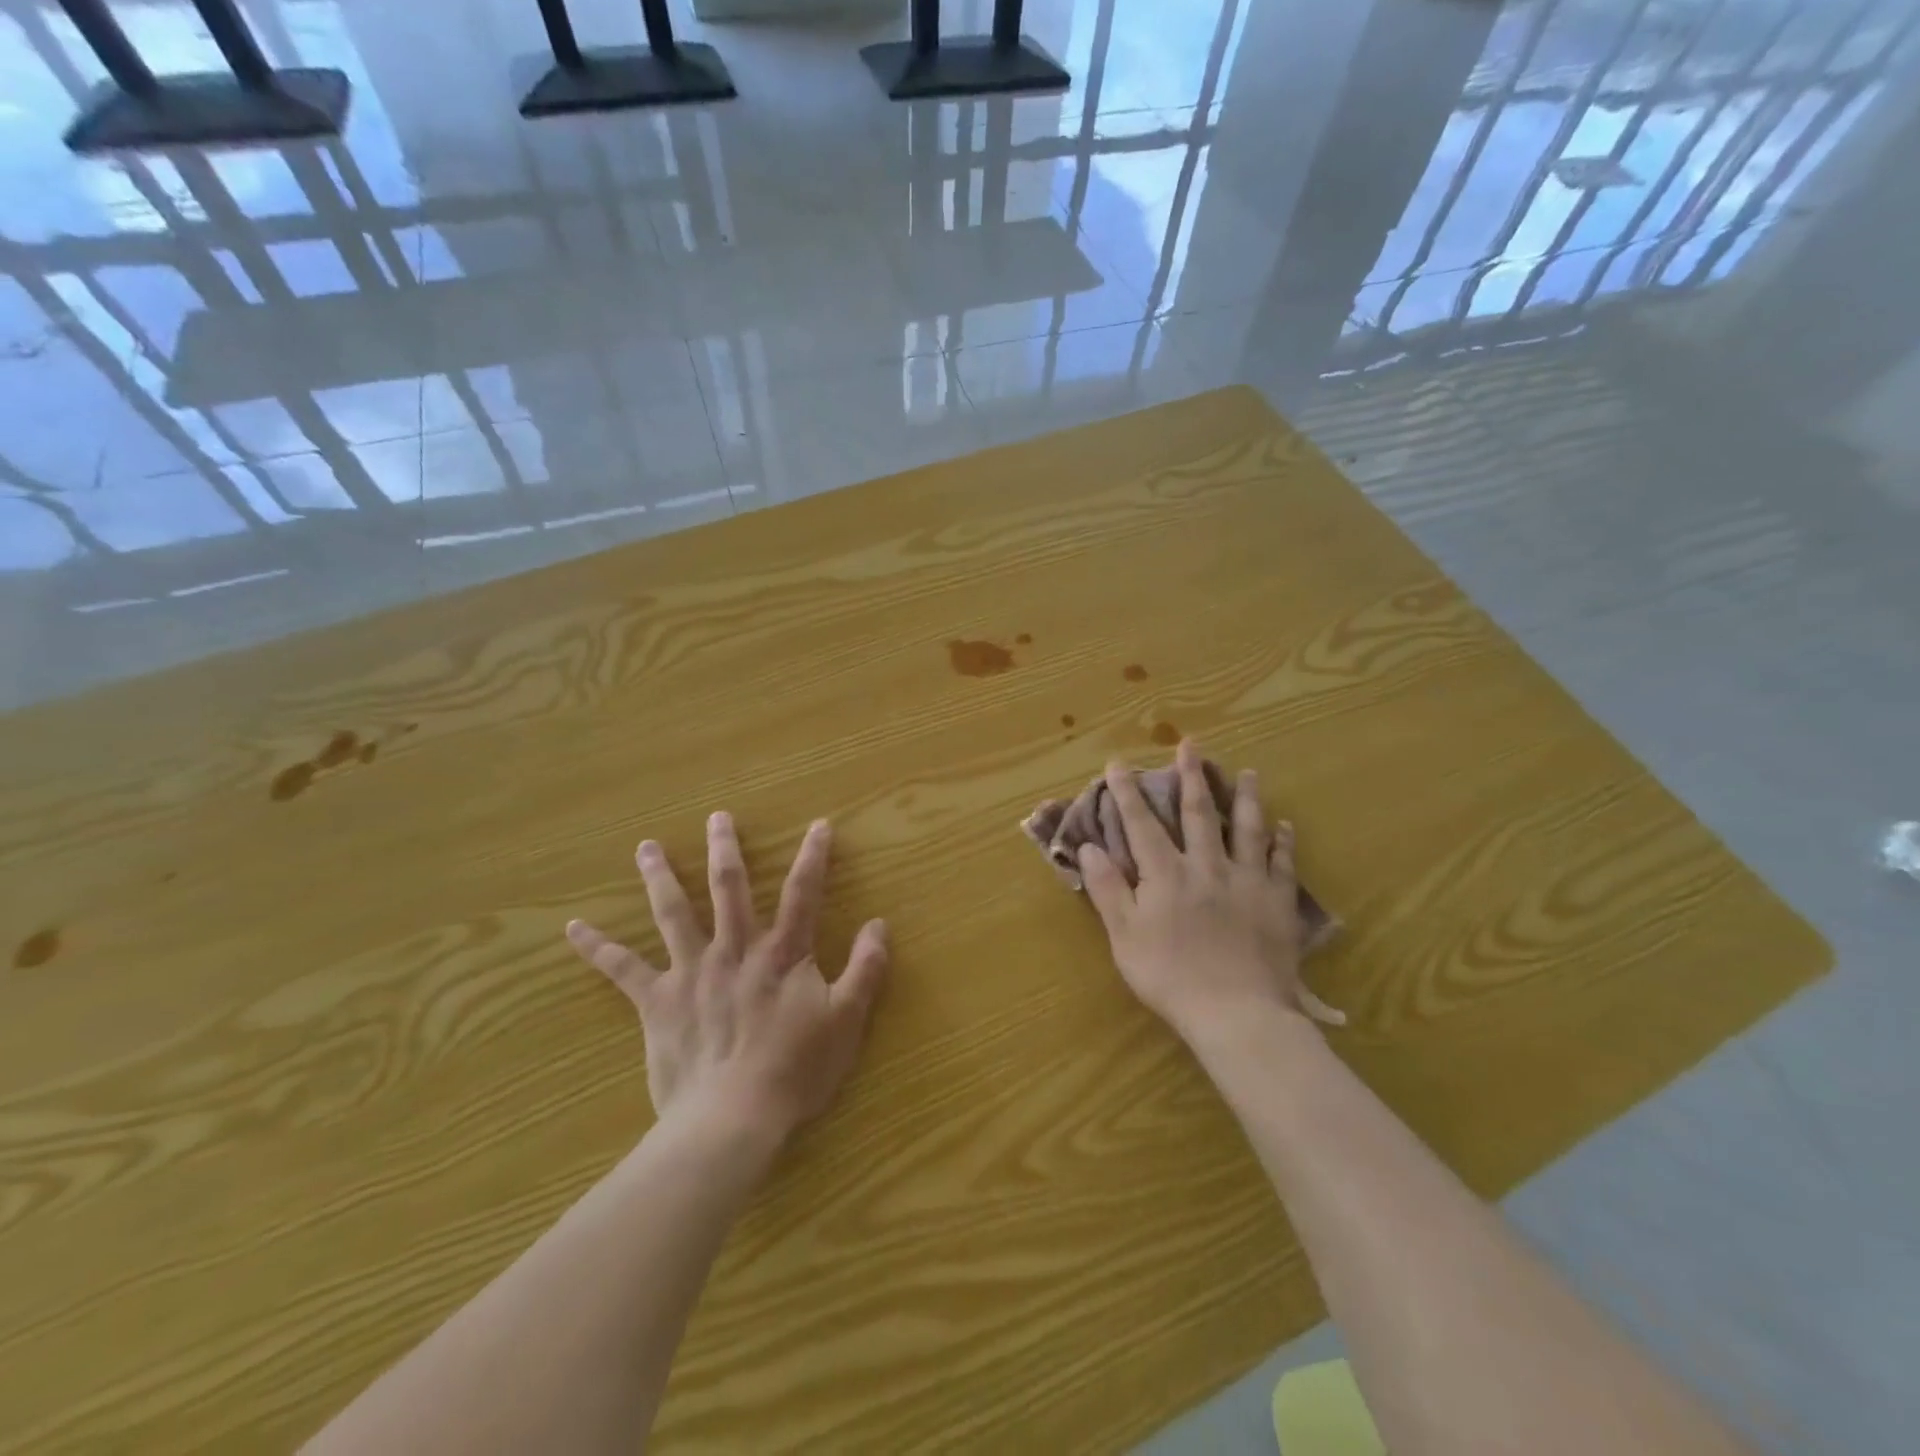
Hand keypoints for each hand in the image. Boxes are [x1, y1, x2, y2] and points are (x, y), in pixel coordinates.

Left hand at [564, 813, 888, 1146]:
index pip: (802, 893)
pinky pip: (622, 970)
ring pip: (673, 913)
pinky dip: (598, 947)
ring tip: (646, 847)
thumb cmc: (794, 1070)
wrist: (732, 1118)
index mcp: (780, 953)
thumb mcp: (846, 1020)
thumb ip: (865, 969)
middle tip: (716, 817)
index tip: (819, 825)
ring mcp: (691, 972)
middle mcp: (733, 950)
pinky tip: (573, 929)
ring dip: (660, 877)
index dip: (813, 857)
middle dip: (725, 849)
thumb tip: (878, 924)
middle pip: (729, 888)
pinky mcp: (657, 1002)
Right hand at [1078, 740, 1341, 1044]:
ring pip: (1248, 829)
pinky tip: (1285, 826)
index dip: (1128, 792)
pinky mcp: (1277, 903)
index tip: (1118, 763)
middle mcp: (1207, 866)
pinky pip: (1282, 864)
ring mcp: (1247, 882)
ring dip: (1246, 798)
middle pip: (1199, 814)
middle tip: (1191, 745)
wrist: (1237, 1013)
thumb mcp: (1124, 936)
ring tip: (1248, 773)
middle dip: (1191, 777)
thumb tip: (1090, 846)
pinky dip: (1284, 843)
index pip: (1142, 824)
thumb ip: (1107, 888)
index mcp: (1166, 874)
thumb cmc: (1170, 976)